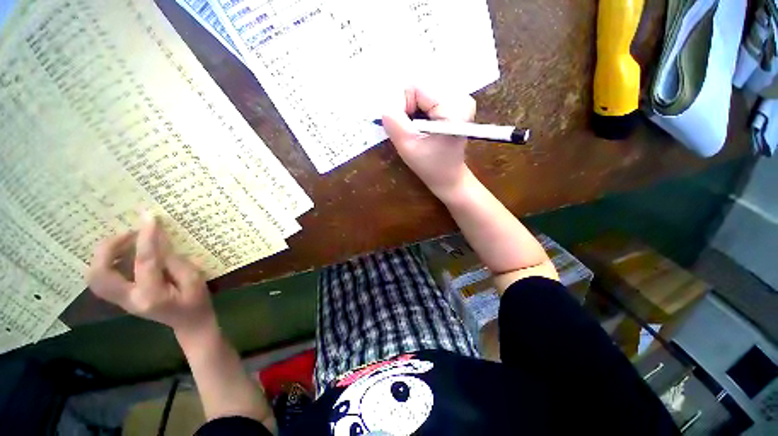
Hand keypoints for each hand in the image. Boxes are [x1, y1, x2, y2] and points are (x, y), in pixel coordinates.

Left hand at [87, 214, 215, 334]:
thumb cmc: (196, 302)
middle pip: (101, 273)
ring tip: (125, 241)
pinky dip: (108, 261)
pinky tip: (124, 253)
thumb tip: (158, 243)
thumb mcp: (194, 280)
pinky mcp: (121, 297)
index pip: (145, 262)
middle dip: (109, 248)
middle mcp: (129, 299)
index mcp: (152, 295)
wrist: (189, 323)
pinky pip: (103, 278)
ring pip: (95, 277)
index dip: (147, 238)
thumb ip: (175, 261)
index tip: (149, 217)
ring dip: (105, 254)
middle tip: (128, 233)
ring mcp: (121, 300)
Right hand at [381, 86, 475, 198]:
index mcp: (453, 106)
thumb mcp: (408, 147)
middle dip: (411, 109)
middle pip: (421, 88)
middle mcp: (461, 97)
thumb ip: (394, 123)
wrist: (449, 177)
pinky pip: (430, 98)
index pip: (415, 87)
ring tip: (422, 130)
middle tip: (415, 131)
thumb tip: (385, 106)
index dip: (404, 107)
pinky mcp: (458, 105)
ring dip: (416, 111)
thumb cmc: (430, 166)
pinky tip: (427, 126)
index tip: (409, 129)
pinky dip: (423, 111)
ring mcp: (461, 100)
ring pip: (423, 93)